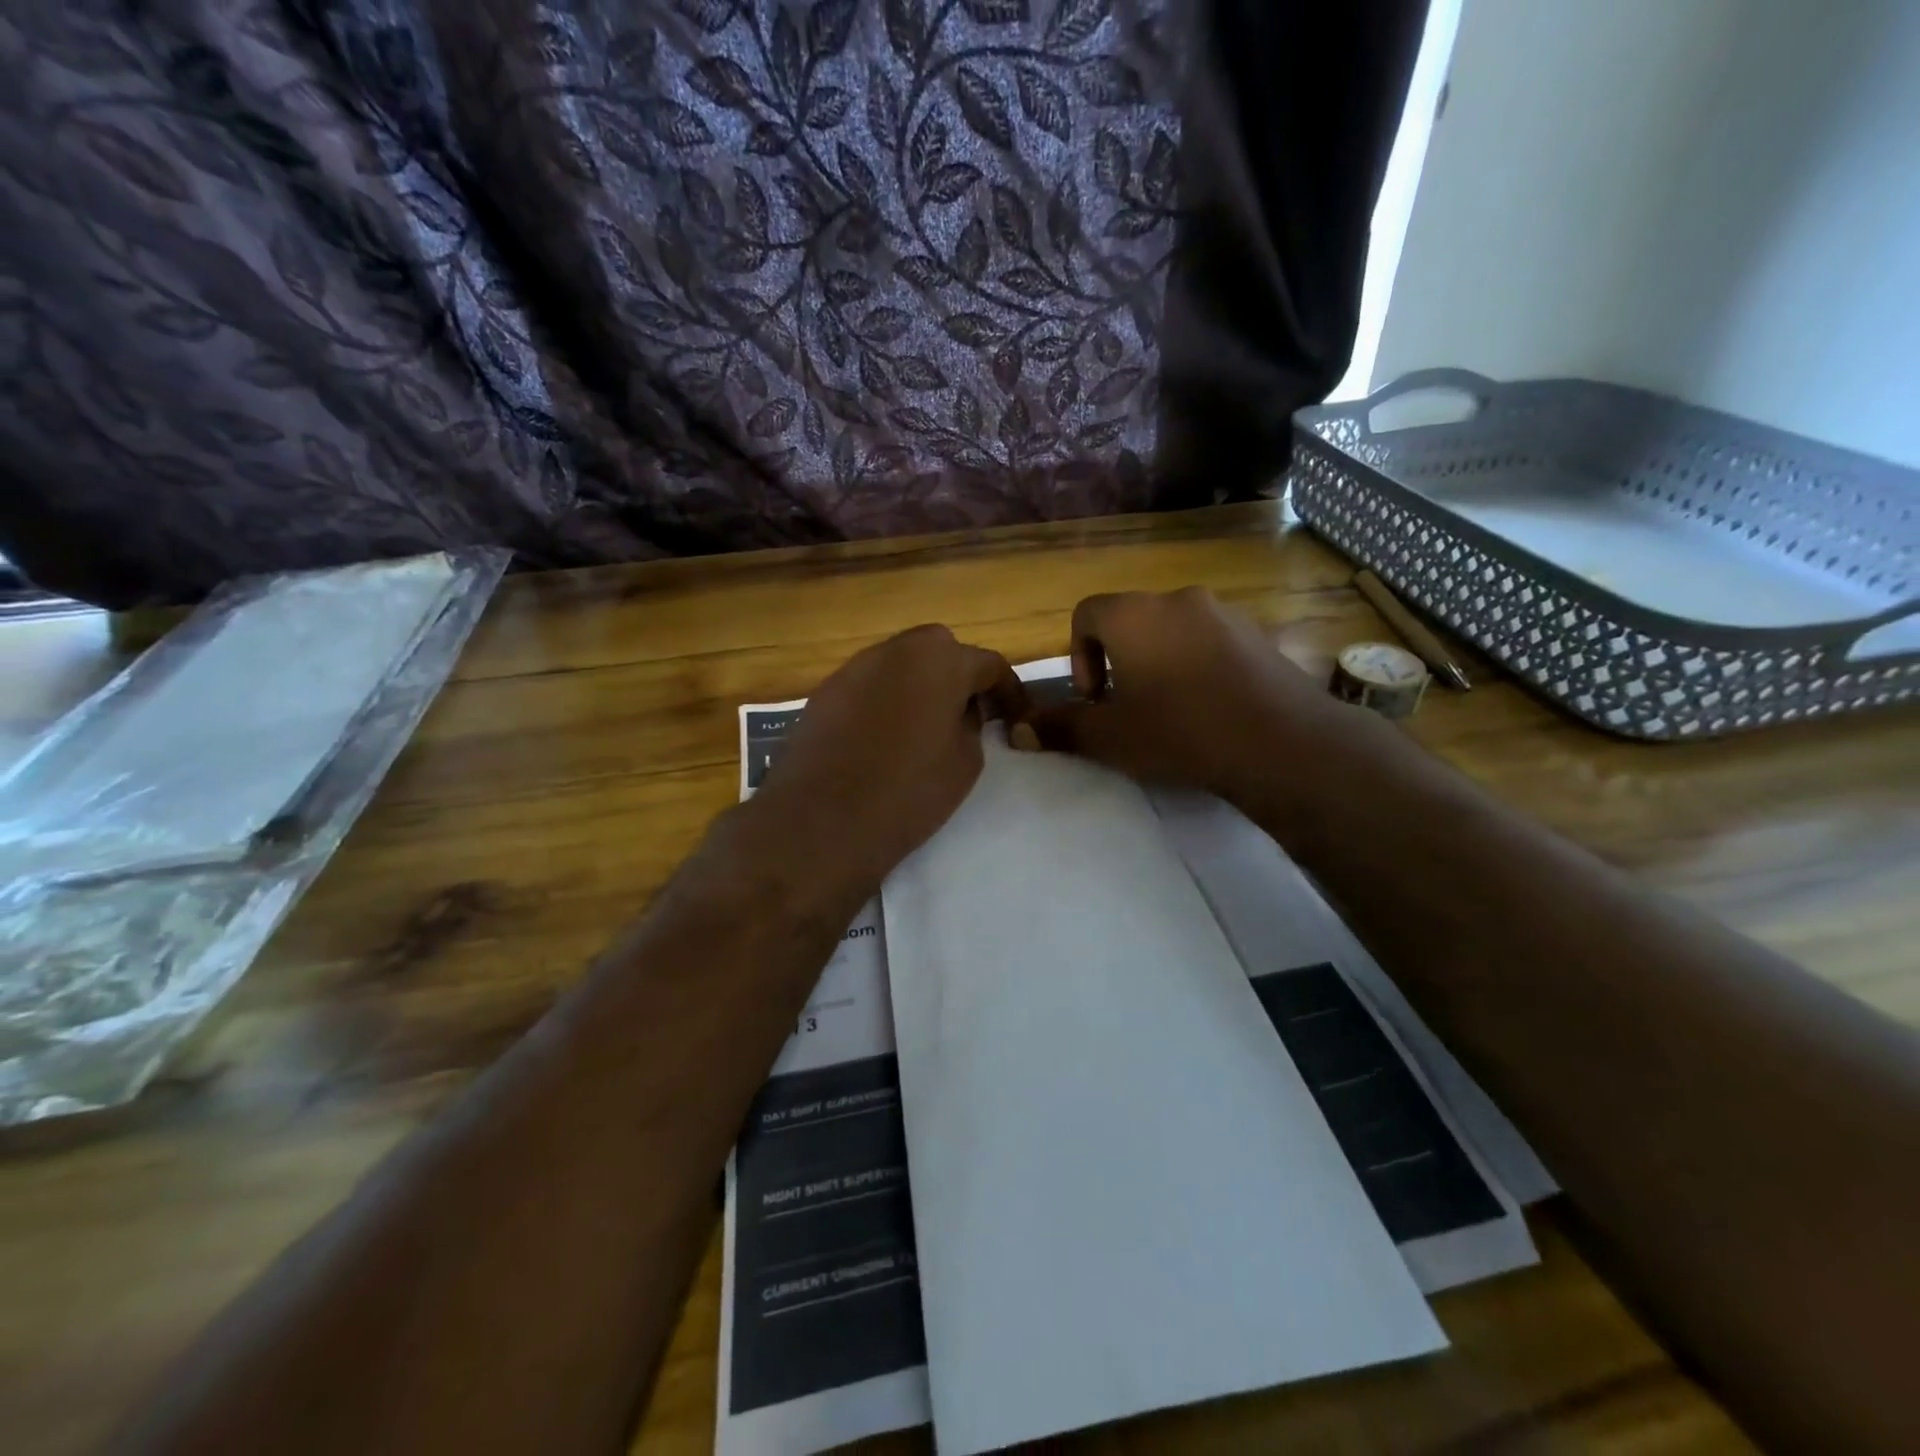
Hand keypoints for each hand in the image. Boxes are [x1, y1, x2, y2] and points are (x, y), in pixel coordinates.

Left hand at [750, 625, 1027, 901]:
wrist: (824, 821)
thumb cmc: (909, 791)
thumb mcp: (966, 762)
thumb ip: (971, 723)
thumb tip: (960, 710)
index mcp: (940, 660)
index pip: (988, 664)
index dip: (1008, 690)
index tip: (1015, 716)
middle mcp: (895, 650)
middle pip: (939, 650)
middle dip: (958, 675)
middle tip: (967, 713)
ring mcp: (854, 668)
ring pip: (899, 665)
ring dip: (918, 685)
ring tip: (924, 725)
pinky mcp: (825, 692)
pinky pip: (868, 686)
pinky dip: (884, 700)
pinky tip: (883, 737)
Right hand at [1027, 588, 1355, 804]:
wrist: (1280, 742)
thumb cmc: (1180, 731)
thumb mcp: (1111, 737)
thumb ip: (1061, 727)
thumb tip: (1018, 729)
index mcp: (1134, 615)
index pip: (1086, 612)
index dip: (1079, 654)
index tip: (1095, 697)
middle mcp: (1177, 599)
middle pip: (1130, 619)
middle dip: (1118, 659)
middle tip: (1127, 705)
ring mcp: (1224, 612)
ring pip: (1172, 628)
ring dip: (1159, 660)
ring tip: (1170, 709)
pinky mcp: (1258, 633)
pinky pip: (1210, 639)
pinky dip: (1197, 663)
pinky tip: (1210, 707)